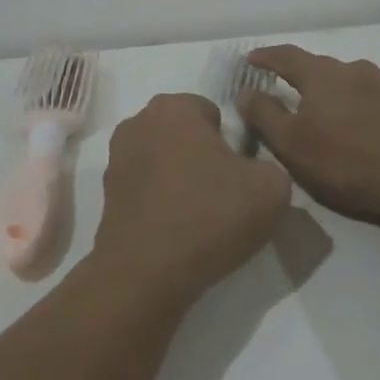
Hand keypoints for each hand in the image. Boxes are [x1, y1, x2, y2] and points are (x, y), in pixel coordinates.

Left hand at [92, 94, 291, 304]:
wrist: (146, 273)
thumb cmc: (209, 215)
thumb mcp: (272, 188)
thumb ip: (271, 165)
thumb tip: (256, 173)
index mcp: (173, 107)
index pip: (212, 111)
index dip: (231, 142)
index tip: (240, 173)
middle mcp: (138, 121)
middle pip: (184, 134)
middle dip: (203, 156)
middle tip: (224, 194)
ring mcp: (117, 158)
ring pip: (164, 160)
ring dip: (180, 179)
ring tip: (200, 217)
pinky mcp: (107, 194)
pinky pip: (147, 188)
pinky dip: (161, 202)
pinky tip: (176, 230)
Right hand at [238, 46, 379, 228]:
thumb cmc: (347, 162)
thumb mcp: (293, 145)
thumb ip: (265, 115)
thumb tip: (245, 92)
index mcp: (321, 75)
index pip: (286, 55)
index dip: (266, 56)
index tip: (250, 60)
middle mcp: (352, 69)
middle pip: (318, 67)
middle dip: (298, 76)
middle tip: (283, 91)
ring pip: (346, 81)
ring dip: (329, 92)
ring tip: (322, 113)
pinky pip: (370, 97)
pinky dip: (355, 105)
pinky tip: (357, 127)